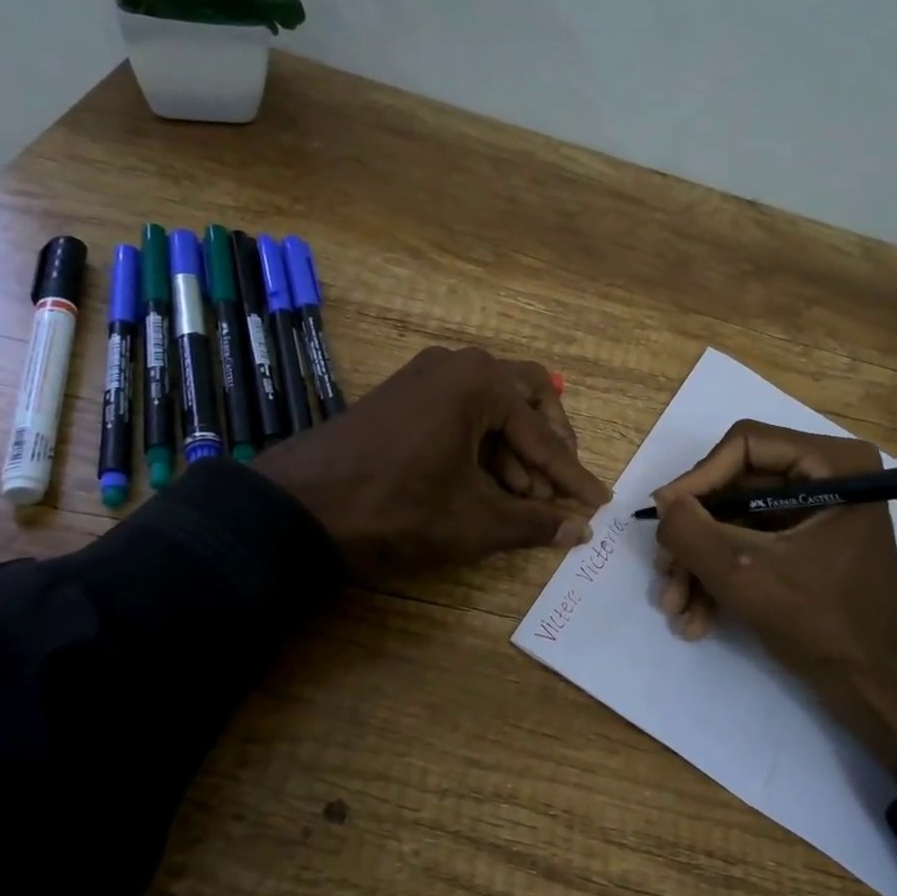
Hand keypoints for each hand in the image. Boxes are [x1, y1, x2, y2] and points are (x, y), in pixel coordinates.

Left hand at [254, 346, 611, 578]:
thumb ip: (534, 524)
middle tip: (558, 489)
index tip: (600, 502)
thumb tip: (580, 531)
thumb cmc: (395, 509)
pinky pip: (460, 411)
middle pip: (528, 399)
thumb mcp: (473, 523)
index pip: (544, 436)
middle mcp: (457, 364)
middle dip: (549, 446)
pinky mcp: (403, 394)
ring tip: (520, 499)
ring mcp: (425, 375)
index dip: (573, 477)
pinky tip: (483, 483)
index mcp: (481, 381)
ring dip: (514, 450)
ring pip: (493, 406)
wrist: (296, 508)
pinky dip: (481, 444)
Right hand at [652, 420, 896, 786]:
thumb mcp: (743, 574)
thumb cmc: (821, 623)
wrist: (876, 694)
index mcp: (834, 464)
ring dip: (700, 565)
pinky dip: (722, 578)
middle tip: (664, 572)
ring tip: (675, 609)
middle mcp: (829, 478)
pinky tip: (698, 620)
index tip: (664, 519)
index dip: (697, 480)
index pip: (745, 446)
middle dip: (695, 537)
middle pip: (735, 487)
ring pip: (737, 522)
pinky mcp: (807, 546)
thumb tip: (662, 499)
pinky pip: (752, 546)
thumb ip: (690, 530)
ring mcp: (818, 514)